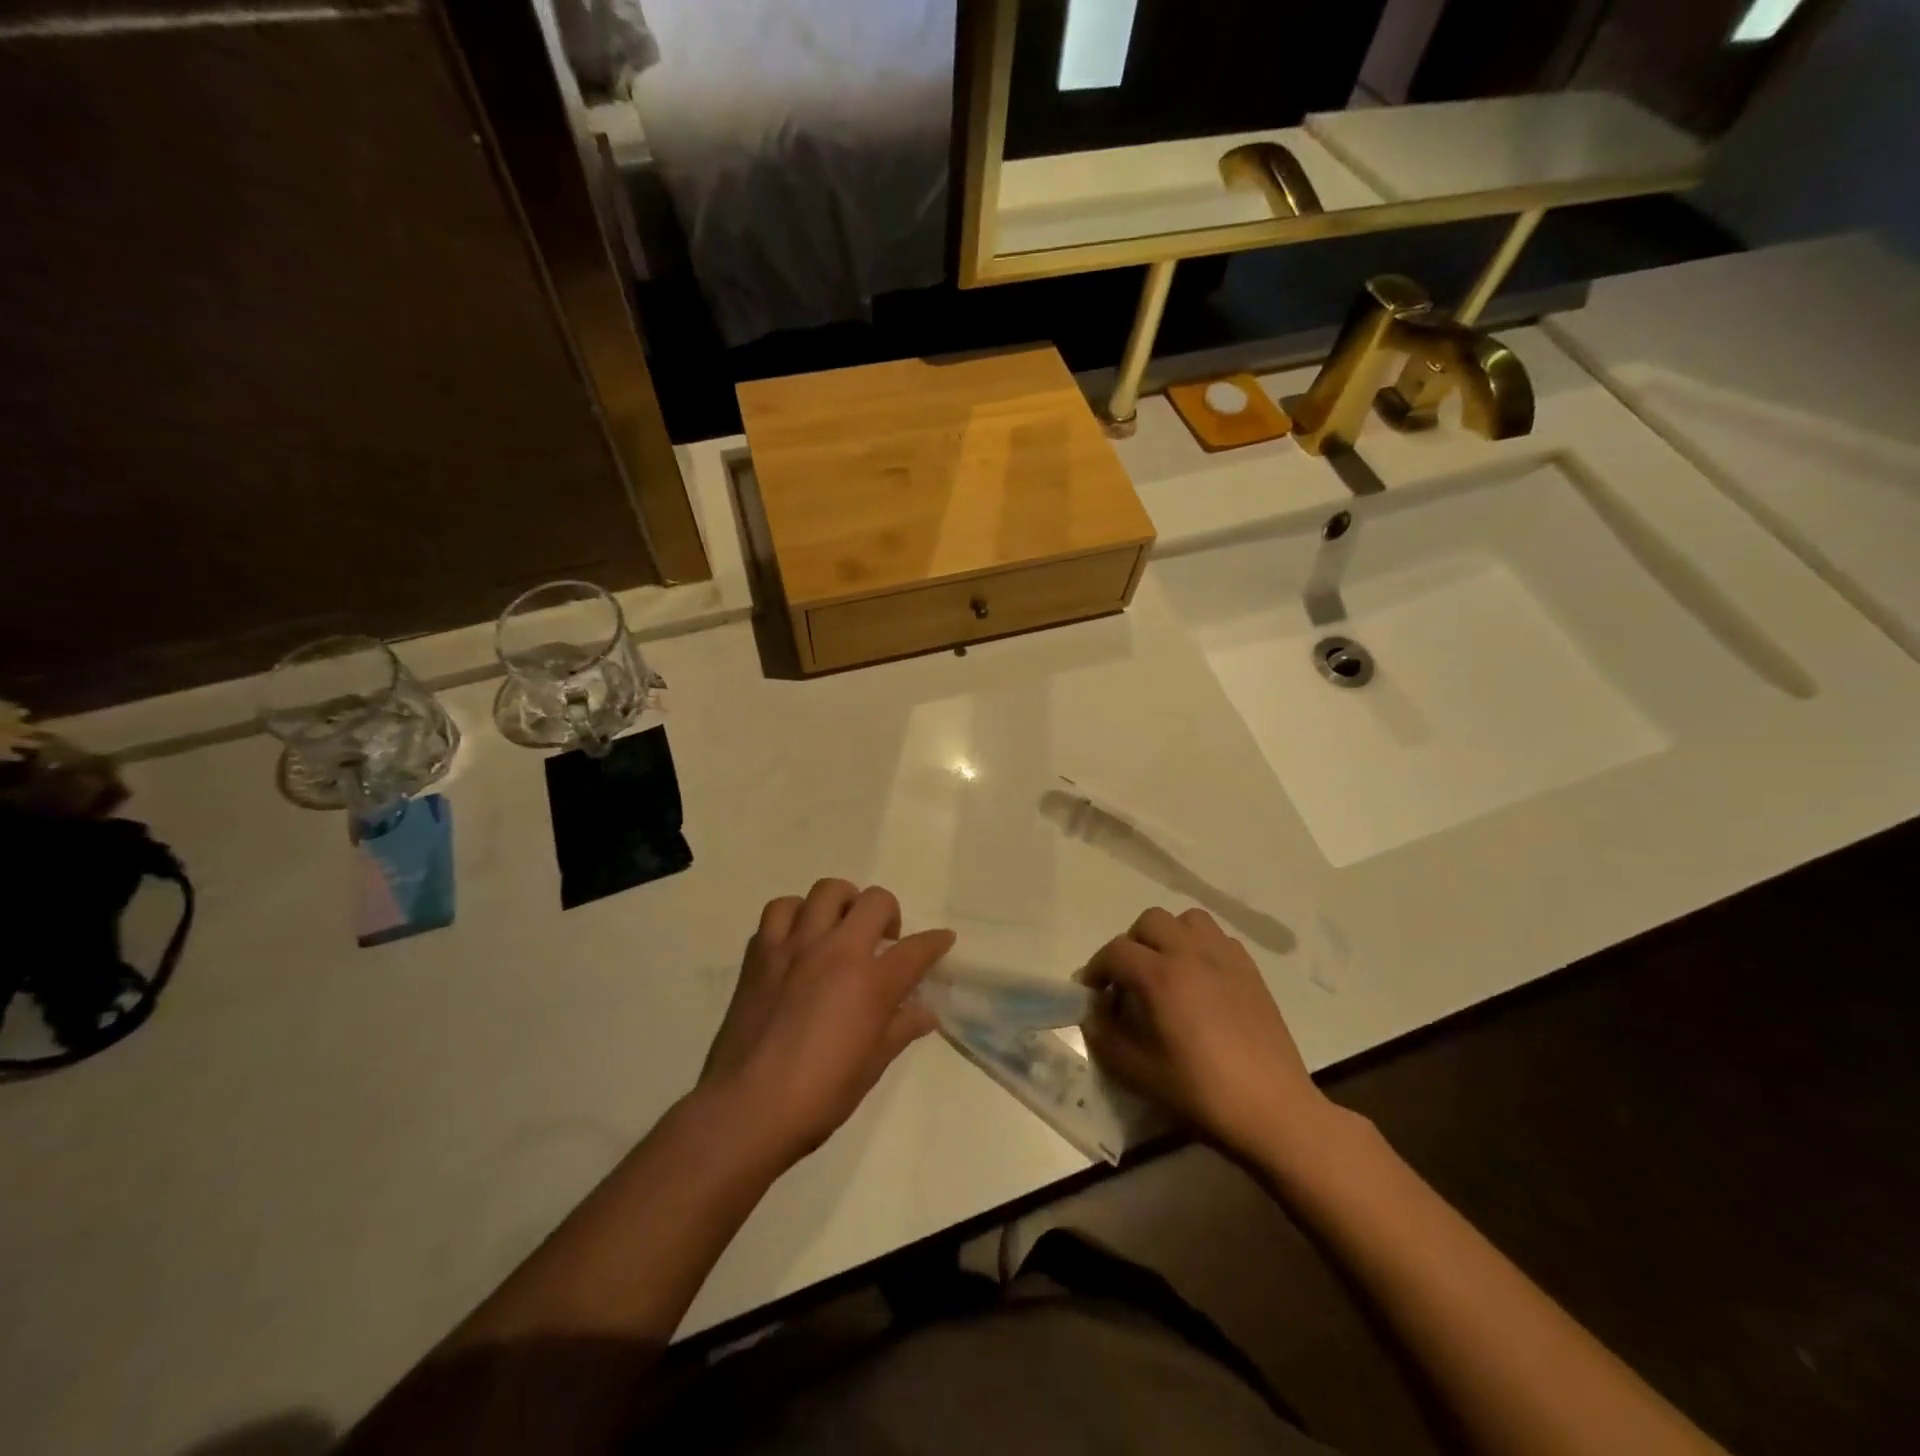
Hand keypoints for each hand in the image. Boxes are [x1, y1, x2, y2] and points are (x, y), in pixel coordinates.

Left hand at [699, 880, 952, 1165]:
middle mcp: (837, 951)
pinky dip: (794, 916)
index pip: (917, 949)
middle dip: (888, 913)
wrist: (746, 1109)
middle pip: (874, 901)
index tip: (942, 940)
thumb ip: (900, 1029)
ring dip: (841, 904)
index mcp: (871, 982)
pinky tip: (797, 941)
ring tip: (839, 928)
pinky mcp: (760, 953)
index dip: (935, 942)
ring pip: (825, 891)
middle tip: (882, 940)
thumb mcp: (872, 1066)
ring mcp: (795, 946)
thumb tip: (925, 1013)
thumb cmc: (819, 1096)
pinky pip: (779, 911)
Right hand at [1082, 906, 1338, 1164]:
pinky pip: (1217, 937)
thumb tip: (1093, 1015)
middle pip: (1150, 921)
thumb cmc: (1202, 1093)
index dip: (1096, 968)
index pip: (1116, 951)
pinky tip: (1199, 979)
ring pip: (1187, 919)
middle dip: (1131, 945)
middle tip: (1128, 980)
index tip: (1092, 992)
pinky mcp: (1250, 970)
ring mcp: (1225, 958)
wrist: (1273, 1110)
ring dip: (1167, 936)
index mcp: (1162, 977)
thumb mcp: (1139, 1073)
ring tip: (1165, 969)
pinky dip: (1199, 946)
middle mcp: (1191, 954)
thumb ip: (1106, 1038)